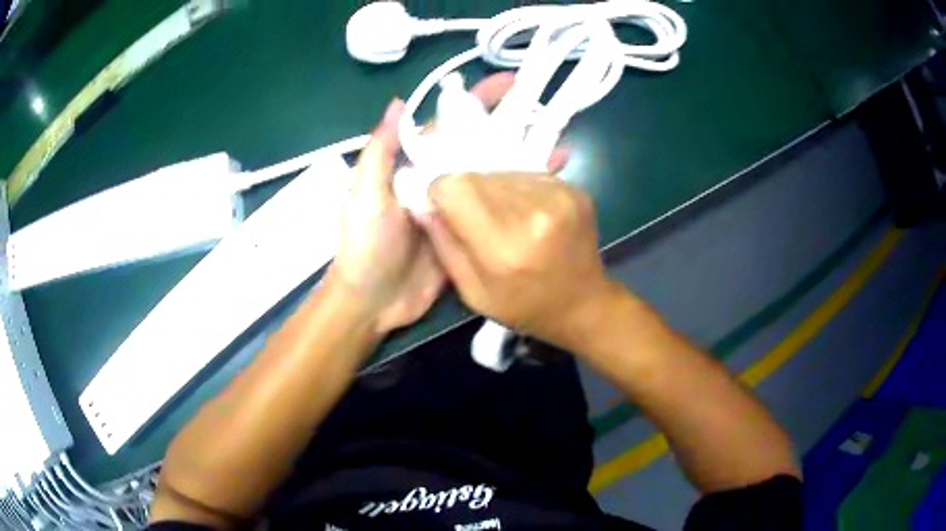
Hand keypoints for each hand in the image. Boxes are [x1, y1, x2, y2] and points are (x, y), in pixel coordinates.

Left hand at [329, 73, 535, 334]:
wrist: (374, 302)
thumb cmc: (366, 244)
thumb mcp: (365, 193)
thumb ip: (381, 150)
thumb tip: (400, 102)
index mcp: (417, 166)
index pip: (452, 125)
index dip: (478, 102)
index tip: (511, 84)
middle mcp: (441, 181)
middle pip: (479, 147)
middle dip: (509, 127)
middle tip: (546, 111)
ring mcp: (460, 209)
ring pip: (494, 176)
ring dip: (521, 159)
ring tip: (557, 145)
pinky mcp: (473, 234)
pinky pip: (498, 210)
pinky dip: (520, 197)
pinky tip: (546, 188)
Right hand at [420, 173, 619, 349]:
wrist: (583, 305)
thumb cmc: (523, 307)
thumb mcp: (472, 292)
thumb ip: (444, 244)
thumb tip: (419, 200)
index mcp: (505, 247)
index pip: (455, 187)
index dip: (441, 193)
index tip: (444, 209)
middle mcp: (536, 213)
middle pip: (478, 175)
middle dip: (466, 191)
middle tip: (476, 217)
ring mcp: (561, 197)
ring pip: (503, 170)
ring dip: (493, 188)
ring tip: (505, 218)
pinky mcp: (576, 190)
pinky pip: (528, 174)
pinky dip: (518, 188)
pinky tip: (526, 213)